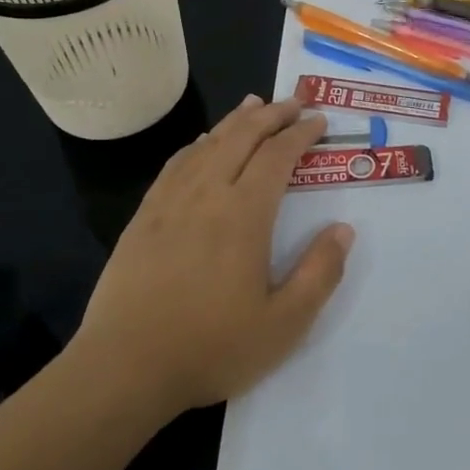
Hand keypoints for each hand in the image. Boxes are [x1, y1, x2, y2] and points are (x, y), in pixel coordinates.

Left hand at [65, 96, 353, 419]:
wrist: (124, 368)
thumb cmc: (211, 347)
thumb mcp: (284, 324)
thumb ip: (320, 273)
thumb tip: (344, 229)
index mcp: (244, 214)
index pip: (278, 155)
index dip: (301, 133)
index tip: (319, 120)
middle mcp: (207, 194)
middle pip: (242, 136)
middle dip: (272, 114)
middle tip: (295, 101)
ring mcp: (170, 202)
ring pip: (208, 143)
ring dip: (236, 120)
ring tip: (254, 104)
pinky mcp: (144, 217)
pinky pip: (176, 164)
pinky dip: (198, 144)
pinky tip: (203, 143)